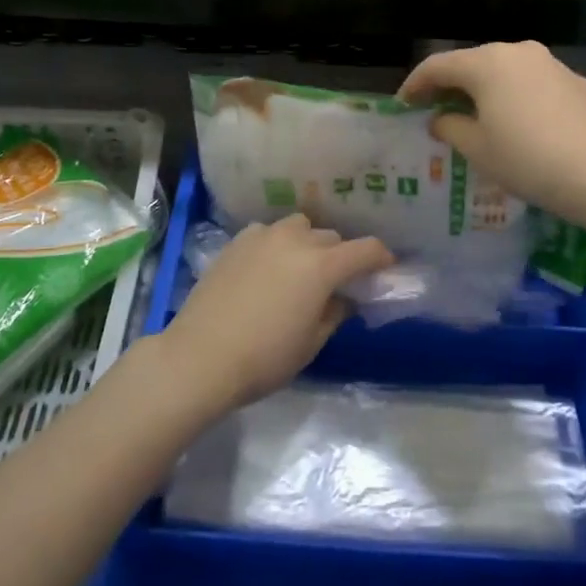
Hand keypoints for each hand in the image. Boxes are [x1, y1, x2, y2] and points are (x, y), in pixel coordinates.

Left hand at [156, 215, 392, 414]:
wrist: (200, 356)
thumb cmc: (264, 358)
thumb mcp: (311, 343)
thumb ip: (335, 313)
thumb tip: (344, 298)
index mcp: (321, 265)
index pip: (365, 249)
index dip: (381, 257)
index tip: (385, 268)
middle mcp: (295, 240)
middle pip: (331, 238)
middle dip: (340, 256)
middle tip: (337, 281)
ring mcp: (263, 236)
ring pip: (299, 227)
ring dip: (308, 243)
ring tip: (300, 268)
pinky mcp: (236, 242)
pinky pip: (268, 233)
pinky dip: (277, 244)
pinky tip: (268, 267)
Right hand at [398, 41, 585, 227]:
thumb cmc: (527, 160)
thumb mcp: (476, 149)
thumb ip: (450, 127)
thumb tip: (441, 118)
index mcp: (487, 63)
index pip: (438, 66)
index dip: (415, 84)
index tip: (402, 104)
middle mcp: (518, 52)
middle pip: (472, 63)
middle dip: (450, 86)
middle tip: (435, 110)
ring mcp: (550, 64)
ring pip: (505, 71)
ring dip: (484, 90)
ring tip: (475, 117)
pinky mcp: (575, 81)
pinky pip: (532, 83)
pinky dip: (515, 96)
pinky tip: (517, 123)